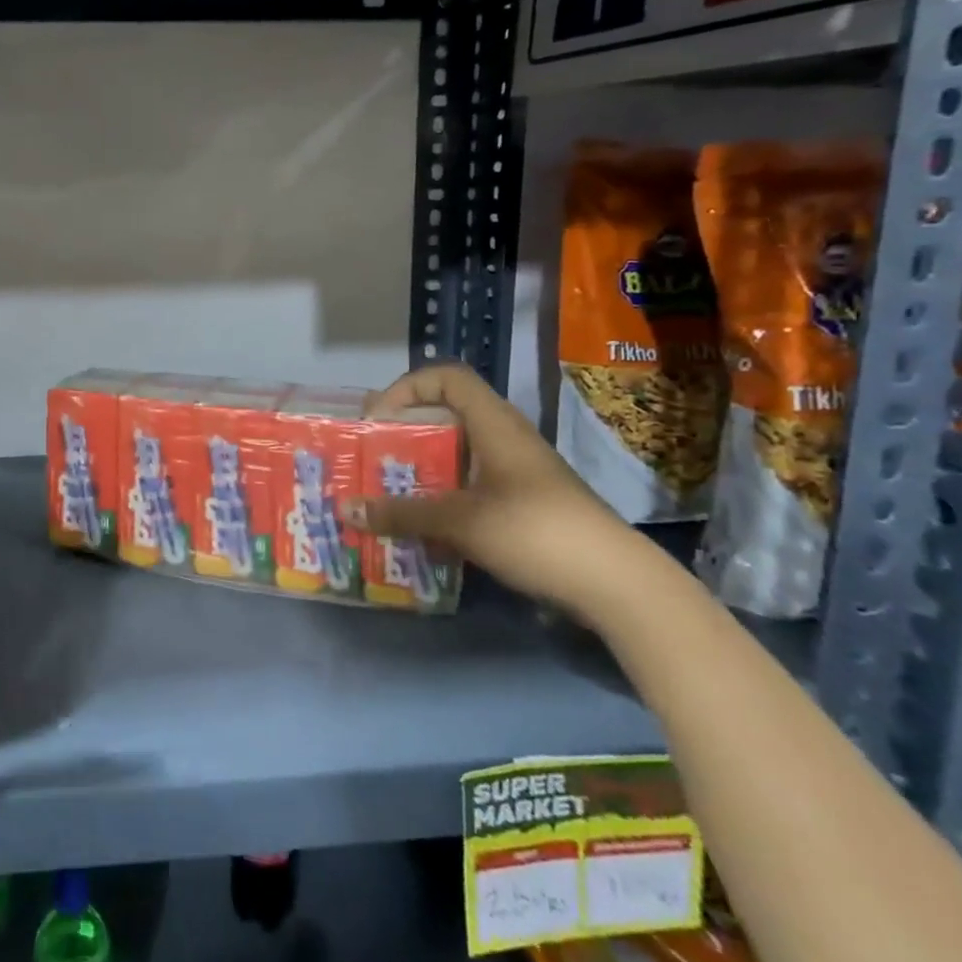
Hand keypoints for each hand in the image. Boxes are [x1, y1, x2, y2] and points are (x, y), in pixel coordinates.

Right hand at [350, 364, 655, 622]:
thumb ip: (401, 513)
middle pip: (446, 415)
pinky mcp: (524, 503)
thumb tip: (346, 510)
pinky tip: (422, 524)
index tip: (377, 420)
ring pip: (458, 453)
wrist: (616, 584)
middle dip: (404, 432)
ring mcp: (517, 472)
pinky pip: (470, 484)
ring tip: (387, 491)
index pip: (446, 377)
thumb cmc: (535, 532)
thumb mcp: (460, 521)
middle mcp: (505, 438)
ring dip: (421, 467)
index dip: (407, 388)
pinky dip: (441, 494)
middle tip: (372, 456)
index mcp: (494, 424)